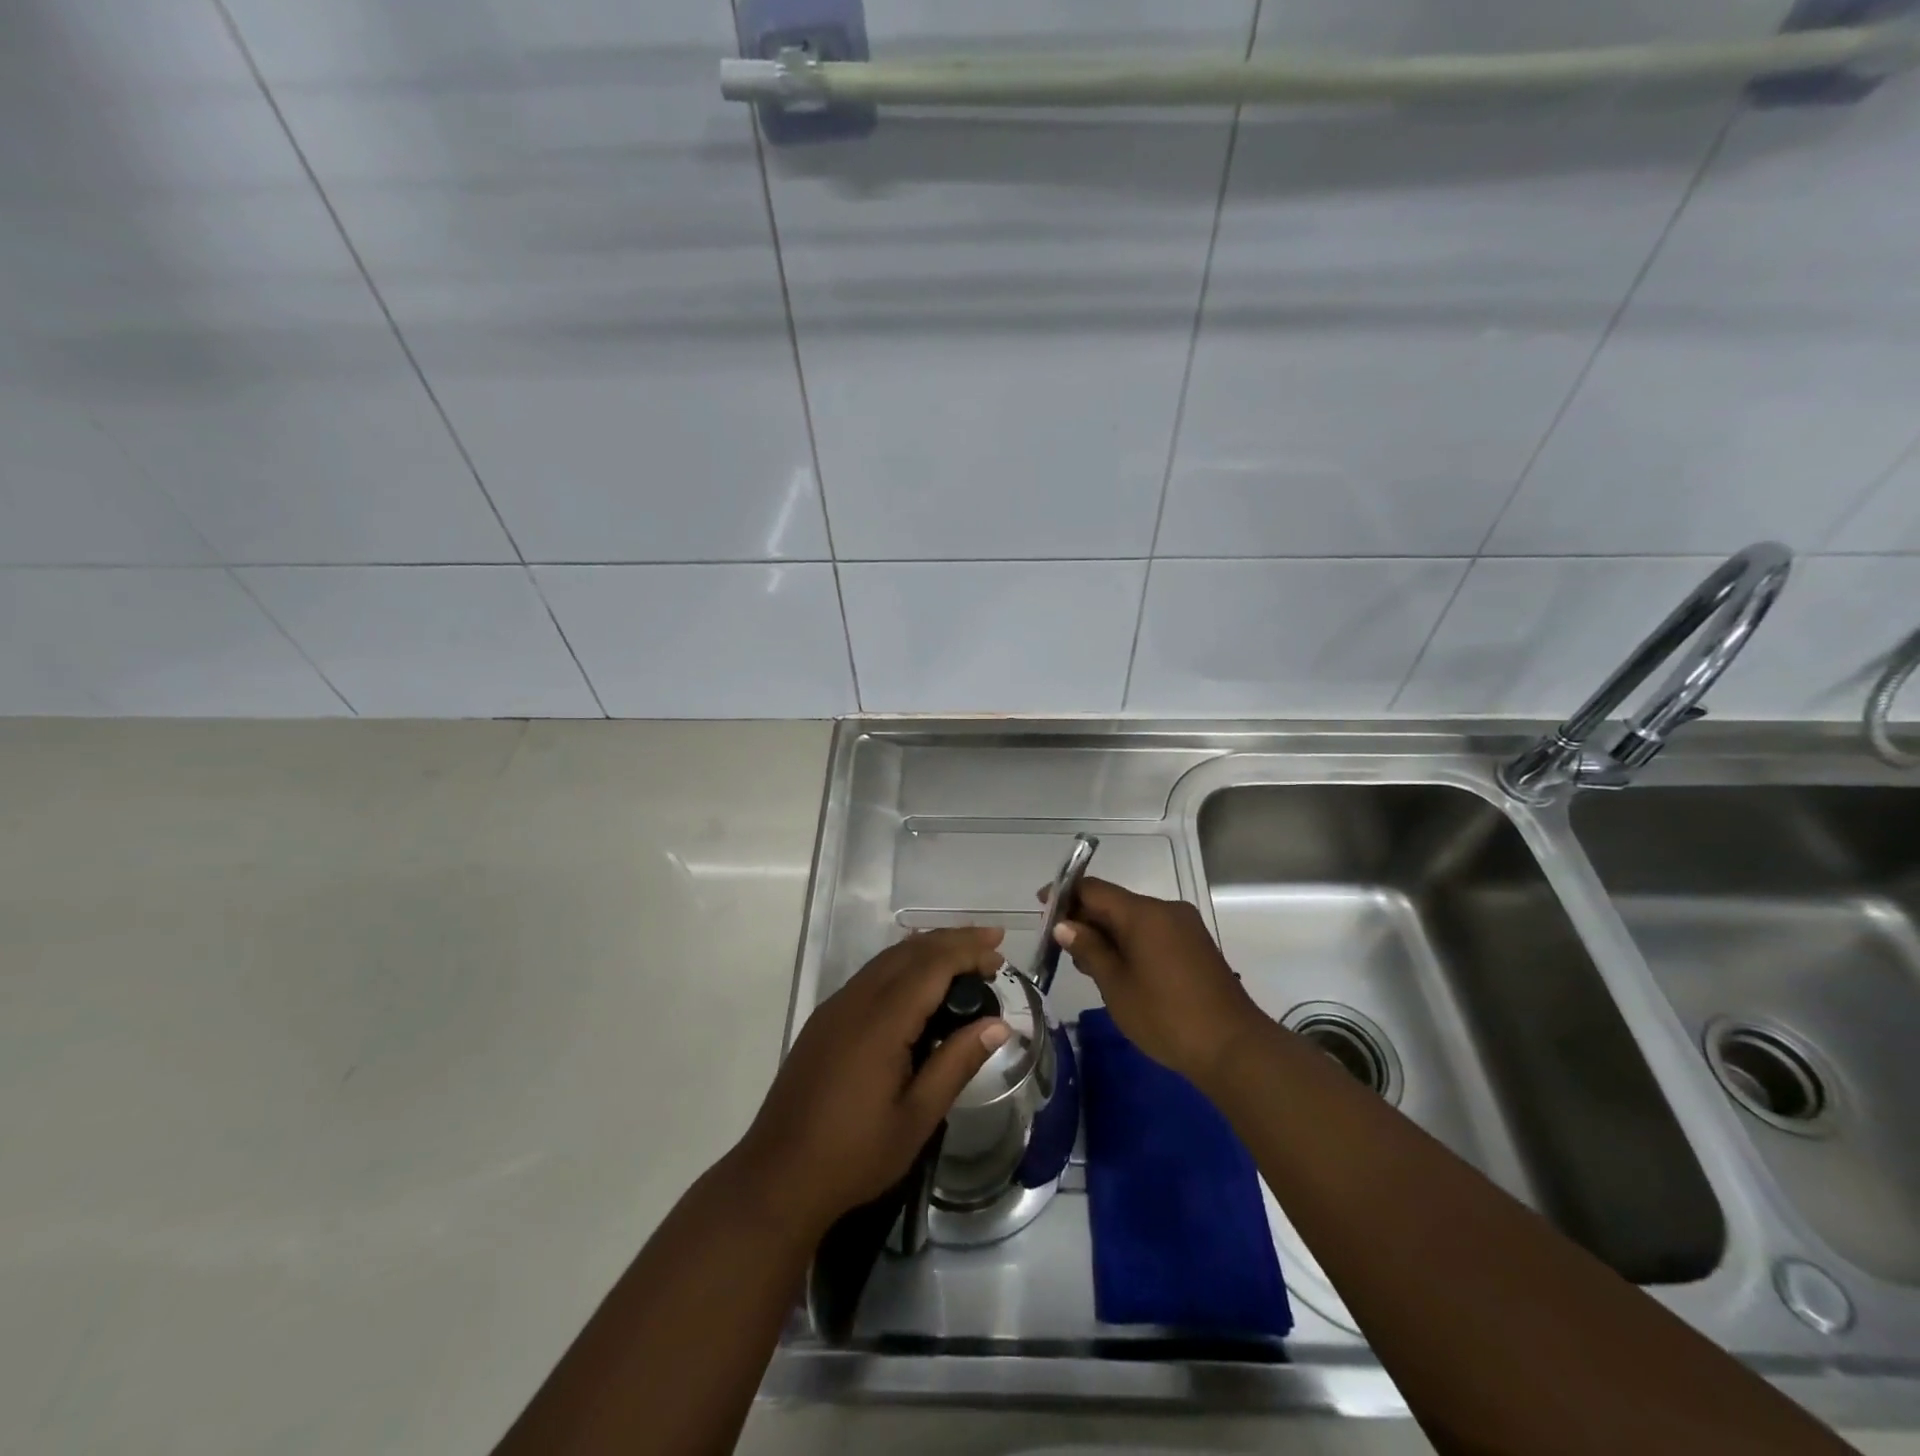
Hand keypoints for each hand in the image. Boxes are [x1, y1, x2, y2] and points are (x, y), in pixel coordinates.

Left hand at [735, 927, 1010, 1238]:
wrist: (777, 1177)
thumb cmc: (854, 1155)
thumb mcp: (917, 1117)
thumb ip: (957, 1063)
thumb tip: (999, 1025)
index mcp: (881, 1021)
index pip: (931, 965)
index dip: (967, 952)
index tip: (999, 952)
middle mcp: (855, 1000)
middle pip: (909, 951)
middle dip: (951, 939)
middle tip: (991, 943)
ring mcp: (835, 1008)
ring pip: (887, 959)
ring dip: (927, 949)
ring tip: (963, 955)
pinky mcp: (824, 1021)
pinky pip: (870, 975)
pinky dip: (902, 964)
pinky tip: (918, 980)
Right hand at [1049, 877, 1262, 1086]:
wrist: (1234, 1048)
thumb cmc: (1166, 1016)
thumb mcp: (1116, 986)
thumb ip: (1089, 949)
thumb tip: (1064, 925)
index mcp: (1143, 913)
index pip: (1094, 889)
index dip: (1064, 894)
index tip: (1041, 907)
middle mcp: (1165, 910)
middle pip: (1114, 902)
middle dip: (1084, 917)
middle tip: (1057, 944)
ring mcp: (1185, 926)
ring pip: (1134, 918)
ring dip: (1107, 932)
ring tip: (1084, 962)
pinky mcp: (1196, 945)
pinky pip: (1153, 932)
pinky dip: (1130, 942)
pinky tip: (1117, 968)